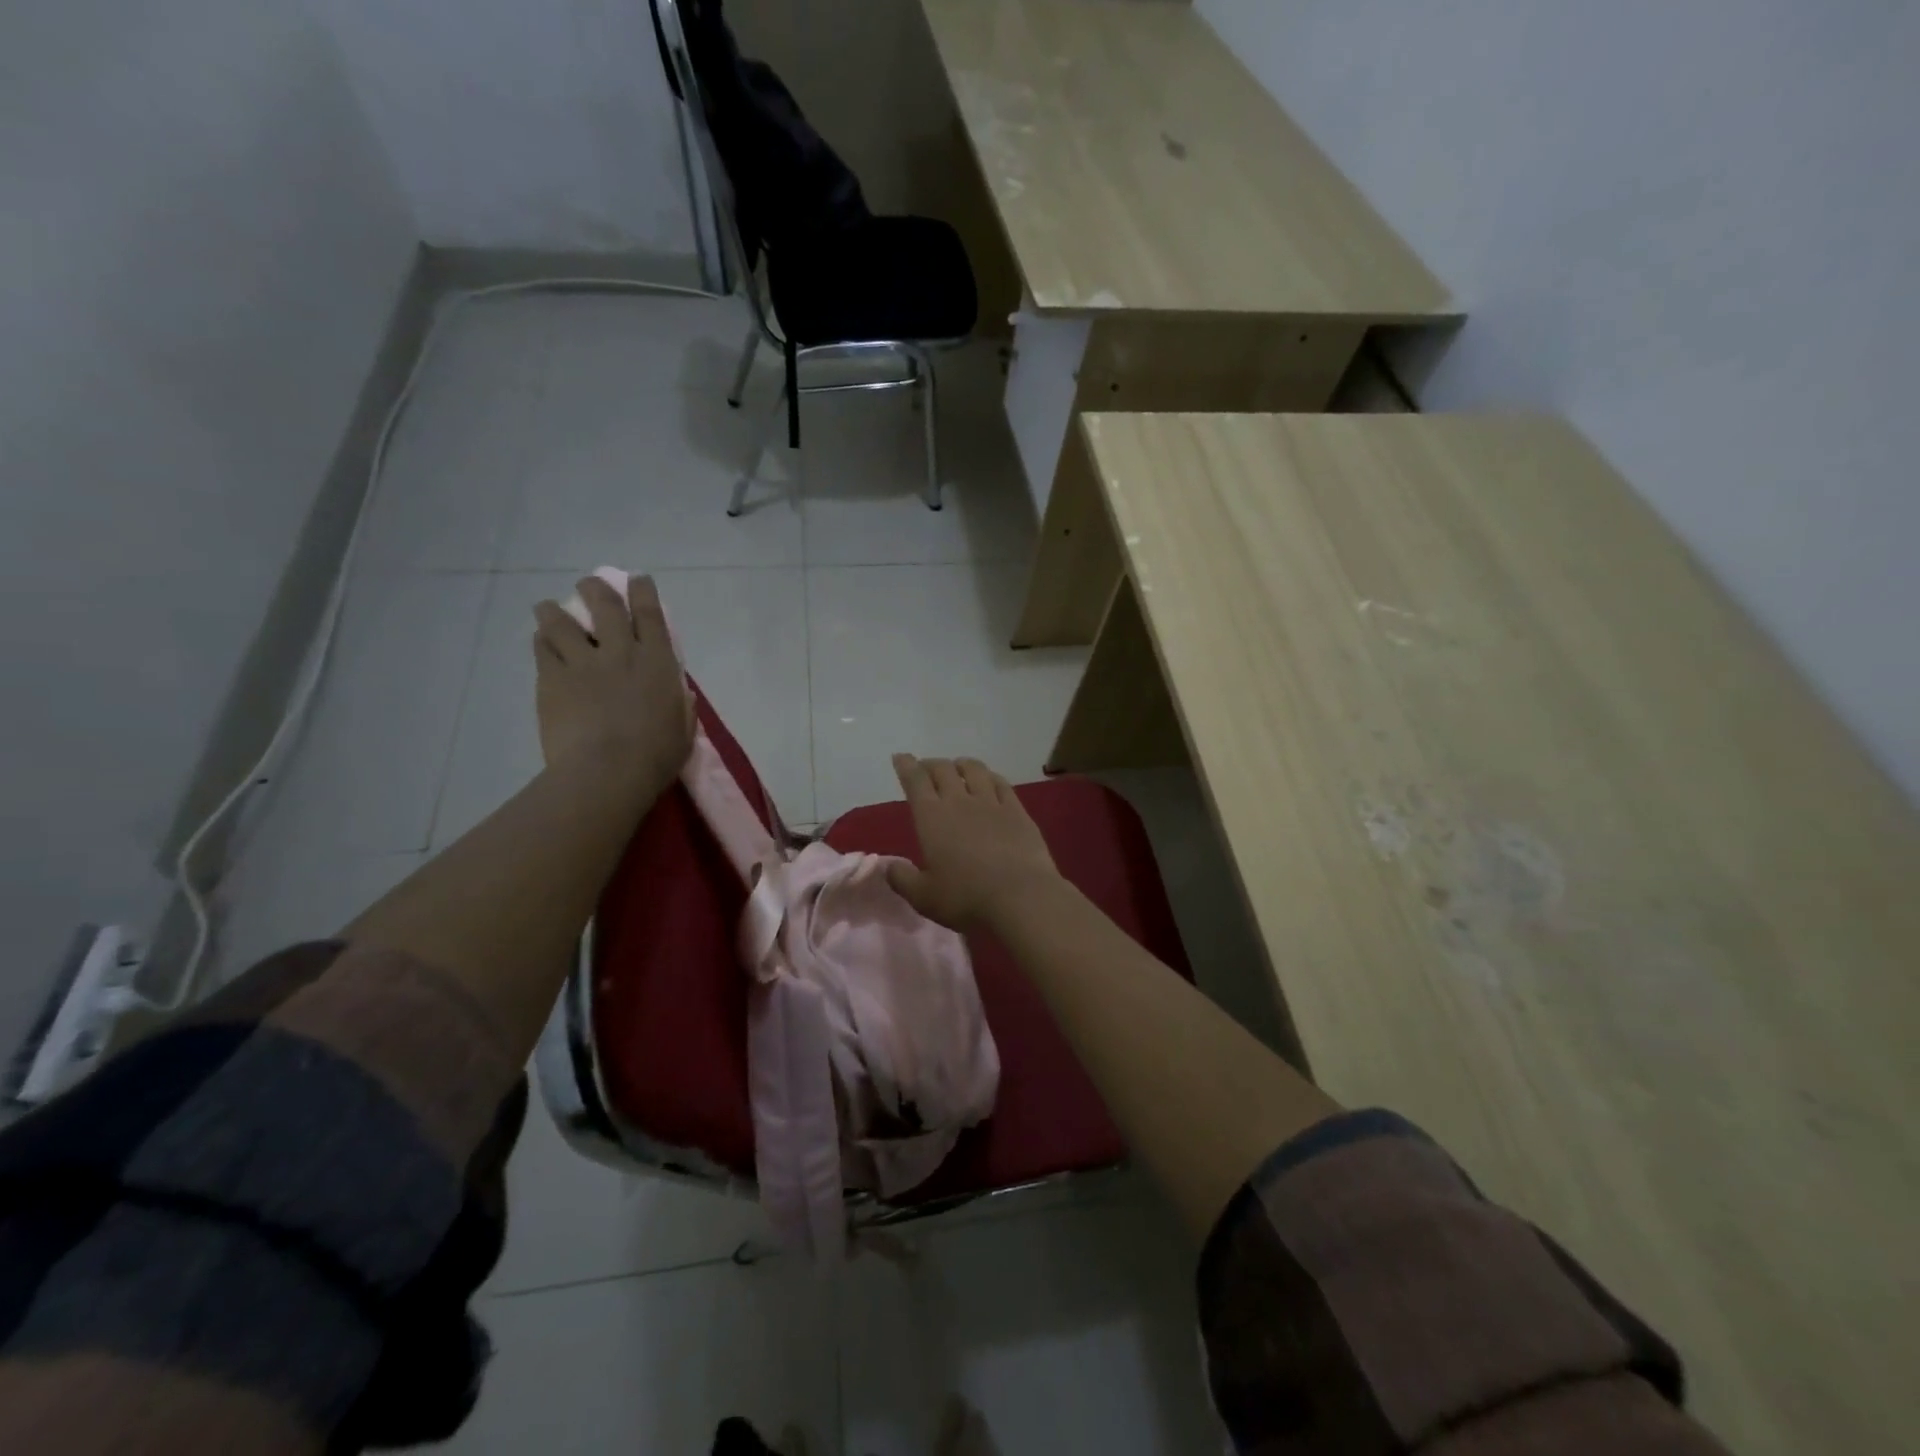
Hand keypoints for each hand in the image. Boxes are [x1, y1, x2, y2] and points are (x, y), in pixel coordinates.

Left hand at [532, 575, 694, 800]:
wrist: (606, 772)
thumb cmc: (655, 756)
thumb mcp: (683, 731)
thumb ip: (681, 707)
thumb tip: (680, 694)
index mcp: (658, 662)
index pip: (651, 614)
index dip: (643, 592)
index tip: (638, 580)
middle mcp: (621, 651)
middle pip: (605, 605)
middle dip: (597, 589)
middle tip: (589, 585)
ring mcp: (582, 662)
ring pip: (562, 621)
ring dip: (555, 610)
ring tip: (548, 609)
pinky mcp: (551, 679)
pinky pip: (542, 648)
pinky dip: (542, 640)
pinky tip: (541, 641)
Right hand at [886, 755, 1063, 930]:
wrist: (1021, 896)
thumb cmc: (966, 898)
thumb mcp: (924, 897)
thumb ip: (902, 880)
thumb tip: (887, 867)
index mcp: (932, 817)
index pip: (915, 781)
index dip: (906, 766)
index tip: (900, 757)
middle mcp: (960, 801)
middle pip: (943, 769)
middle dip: (931, 764)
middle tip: (926, 768)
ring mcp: (992, 803)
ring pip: (974, 769)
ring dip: (961, 764)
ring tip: (957, 768)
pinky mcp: (1018, 811)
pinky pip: (1001, 783)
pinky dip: (990, 776)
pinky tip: (990, 780)